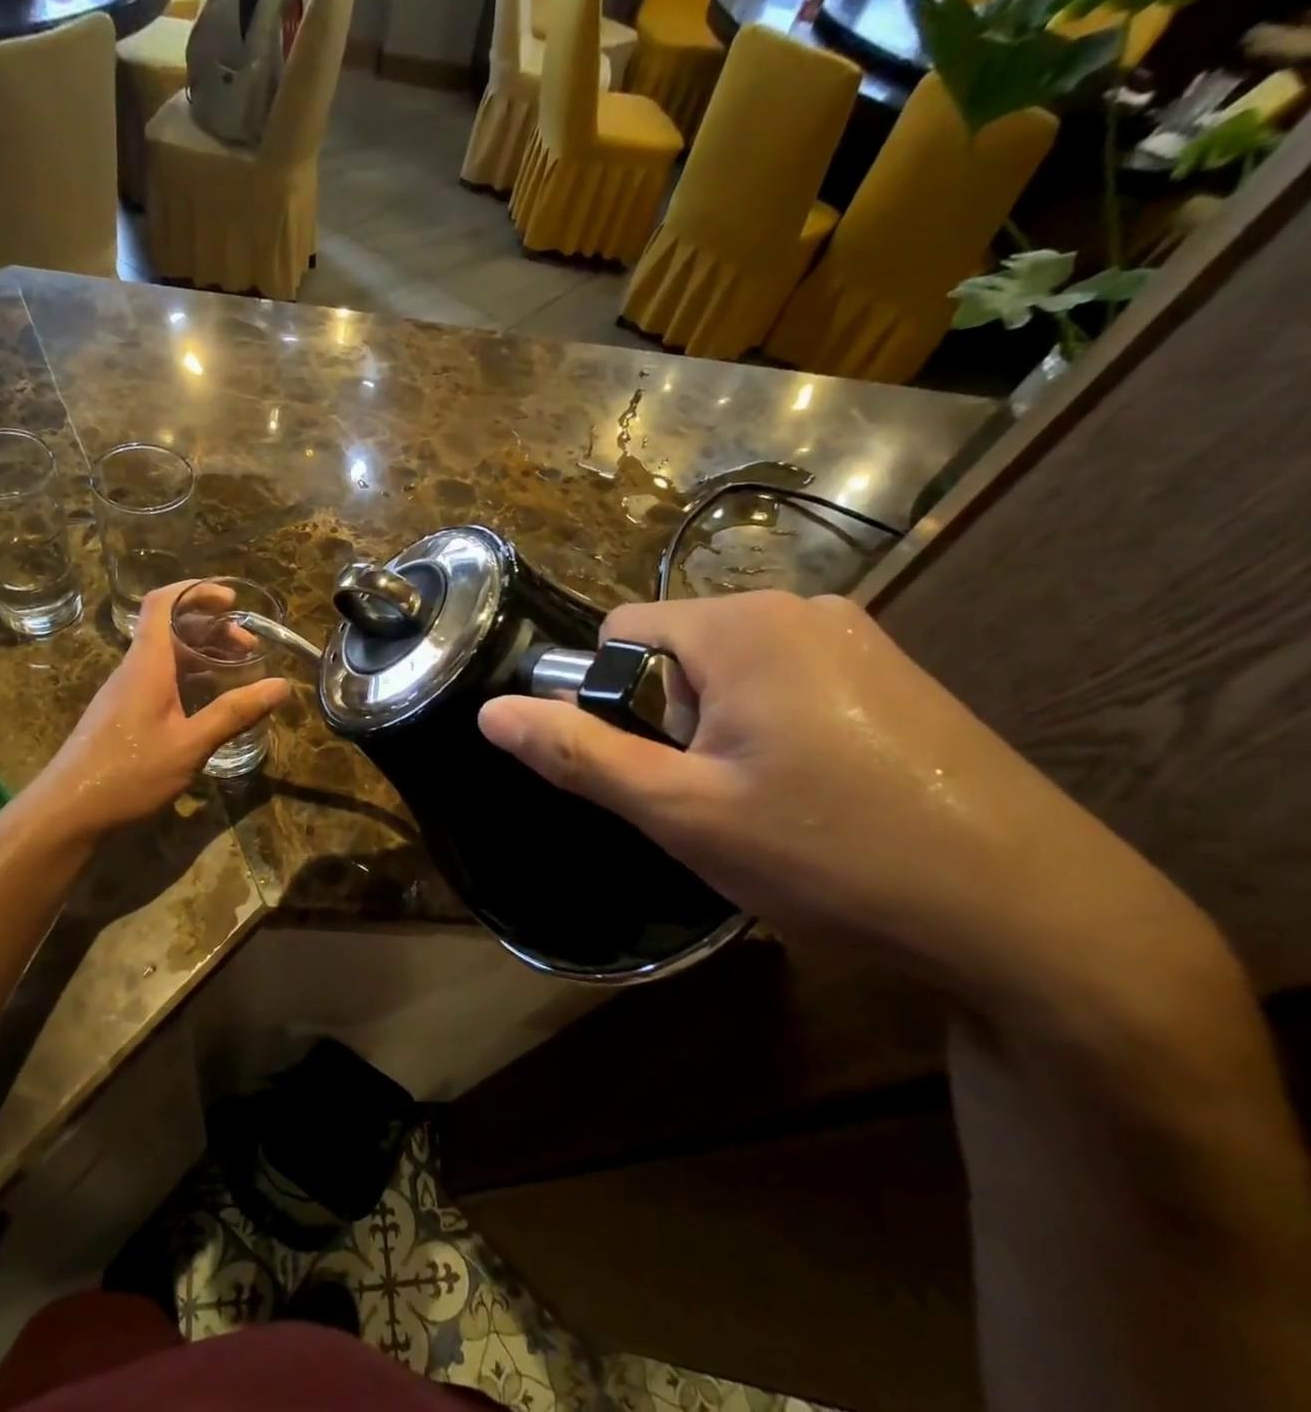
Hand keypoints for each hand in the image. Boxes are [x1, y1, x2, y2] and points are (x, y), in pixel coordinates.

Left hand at [34, 584, 290, 838]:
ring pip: (167, 656)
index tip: (232, 601)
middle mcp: (135, 669)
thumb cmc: (128, 773)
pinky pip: (161, 679)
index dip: (196, 591)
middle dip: (213, 628)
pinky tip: (210, 701)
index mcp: (148, 664)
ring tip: (239, 670)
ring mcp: (127, 692)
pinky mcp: (124, 714)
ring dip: (203, 654)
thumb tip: (281, 685)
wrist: (68, 812)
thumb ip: (235, 713)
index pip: (163, 603)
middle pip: (171, 628)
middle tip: (250, 647)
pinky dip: (191, 677)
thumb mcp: (190, 745)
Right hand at [477, 592, 1210, 1009]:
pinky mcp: (895, 678)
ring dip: (716, 731)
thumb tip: (491, 712)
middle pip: (678, 652)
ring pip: (732, 673)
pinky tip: (812, 798)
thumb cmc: (834, 857)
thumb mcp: (684, 813)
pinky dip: (769, 731)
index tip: (648, 771)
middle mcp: (803, 608)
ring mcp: (860, 640)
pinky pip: (789, 686)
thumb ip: (580, 755)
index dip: (609, 701)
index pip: (621, 632)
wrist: (1038, 921)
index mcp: (745, 624)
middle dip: (667, 720)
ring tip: (761, 807)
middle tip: (708, 801)